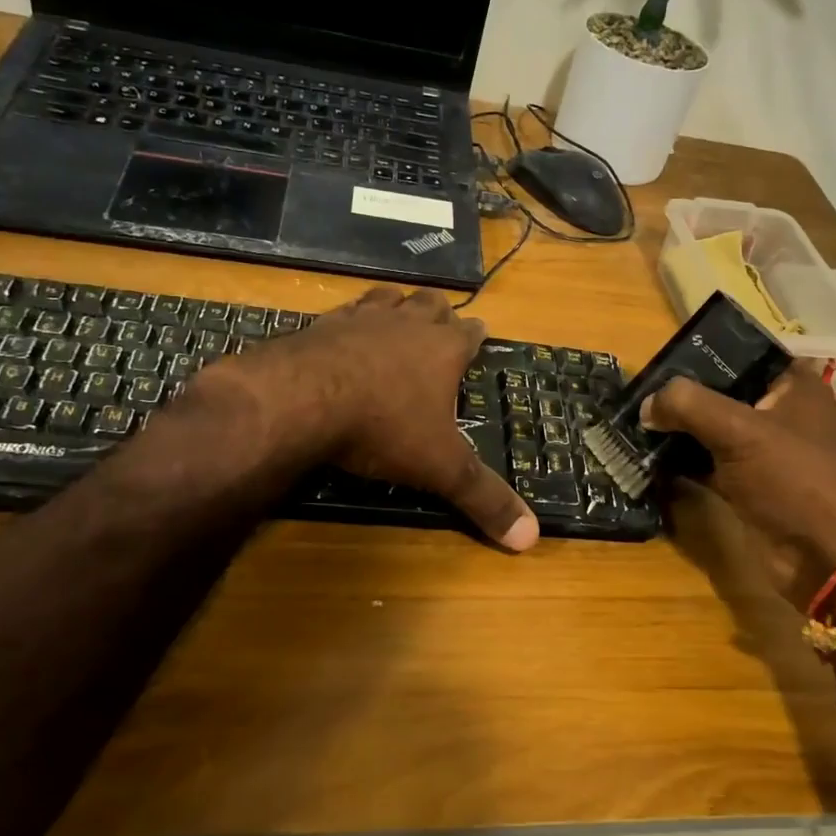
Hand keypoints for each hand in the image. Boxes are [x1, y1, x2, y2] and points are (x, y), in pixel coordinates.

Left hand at [199, 287, 537, 550]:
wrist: (304, 399)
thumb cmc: (384, 427)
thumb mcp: (441, 468)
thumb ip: (484, 499)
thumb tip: (532, 538)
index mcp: (444, 349)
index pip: (470, 332)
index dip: (476, 334)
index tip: (478, 334)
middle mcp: (407, 324)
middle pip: (431, 304)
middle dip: (438, 312)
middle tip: (439, 324)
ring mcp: (362, 318)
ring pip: (389, 298)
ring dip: (397, 305)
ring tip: (397, 315)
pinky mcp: (323, 324)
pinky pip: (344, 311)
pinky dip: (351, 319)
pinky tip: (343, 332)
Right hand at [642, 365, 835, 602]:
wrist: (828, 559)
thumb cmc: (795, 480)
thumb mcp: (740, 431)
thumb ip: (688, 405)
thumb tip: (646, 404)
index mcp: (793, 384)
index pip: (740, 352)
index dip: (700, 352)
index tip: (658, 359)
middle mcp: (780, 411)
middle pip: (720, 391)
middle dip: (680, 395)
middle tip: (637, 393)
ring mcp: (764, 450)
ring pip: (711, 428)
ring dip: (677, 428)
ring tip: (634, 421)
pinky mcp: (748, 484)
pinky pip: (707, 461)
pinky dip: (681, 460)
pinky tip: (647, 455)